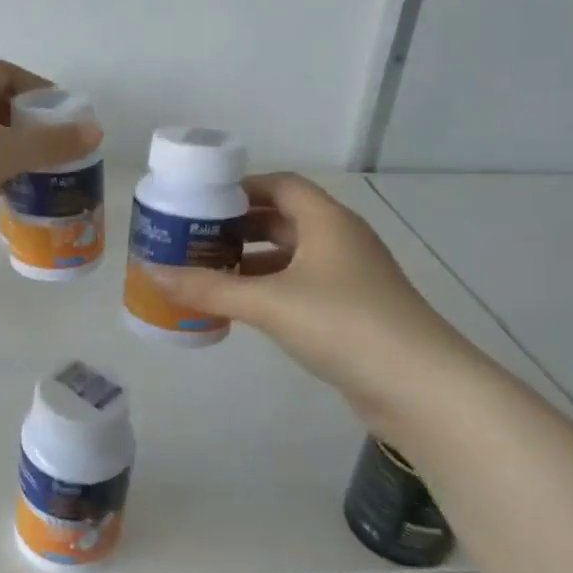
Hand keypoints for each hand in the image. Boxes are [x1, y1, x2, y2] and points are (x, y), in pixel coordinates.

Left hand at [0, 60, 99, 274]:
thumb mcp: (5, 153)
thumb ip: (51, 144)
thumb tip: (95, 131)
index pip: (8, 73)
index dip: (38, 90)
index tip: (61, 115)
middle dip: (25, 123)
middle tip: (52, 148)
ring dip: (5, 148)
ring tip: (34, 172)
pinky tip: (1, 190)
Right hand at [143, 173, 480, 423]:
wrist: (419, 386)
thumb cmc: (344, 324)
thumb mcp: (269, 303)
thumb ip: (210, 288)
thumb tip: (153, 274)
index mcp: (327, 221)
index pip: (281, 185)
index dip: (241, 188)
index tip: (201, 201)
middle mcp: (340, 240)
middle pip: (283, 219)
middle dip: (238, 227)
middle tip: (194, 237)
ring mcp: (349, 277)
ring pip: (291, 256)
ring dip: (252, 260)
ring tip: (207, 271)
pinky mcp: (351, 311)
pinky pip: (300, 286)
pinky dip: (269, 289)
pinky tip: (241, 307)